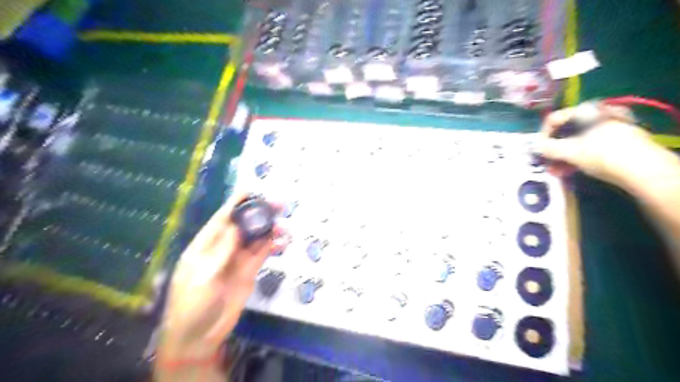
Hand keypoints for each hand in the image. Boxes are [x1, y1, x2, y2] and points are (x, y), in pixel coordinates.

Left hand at [156, 195, 288, 362]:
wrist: (198, 336)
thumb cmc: (192, 305)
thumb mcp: (202, 276)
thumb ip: (221, 251)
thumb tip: (236, 227)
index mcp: (205, 245)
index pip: (222, 218)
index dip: (236, 203)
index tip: (252, 190)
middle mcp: (223, 248)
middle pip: (244, 225)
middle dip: (260, 213)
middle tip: (280, 205)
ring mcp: (238, 259)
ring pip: (256, 238)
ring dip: (271, 230)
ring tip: (286, 228)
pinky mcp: (249, 271)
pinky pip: (263, 253)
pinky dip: (273, 246)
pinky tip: (283, 244)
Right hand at [536, 103, 668, 189]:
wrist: (644, 168)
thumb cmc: (602, 154)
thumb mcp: (569, 152)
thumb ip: (548, 148)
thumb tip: (536, 147)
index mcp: (585, 111)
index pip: (553, 119)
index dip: (542, 135)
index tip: (539, 150)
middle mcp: (597, 114)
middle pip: (566, 131)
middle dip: (553, 149)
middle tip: (547, 163)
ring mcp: (609, 126)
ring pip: (577, 140)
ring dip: (563, 156)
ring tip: (557, 171)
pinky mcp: (618, 139)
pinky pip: (590, 145)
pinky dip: (578, 157)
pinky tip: (572, 169)